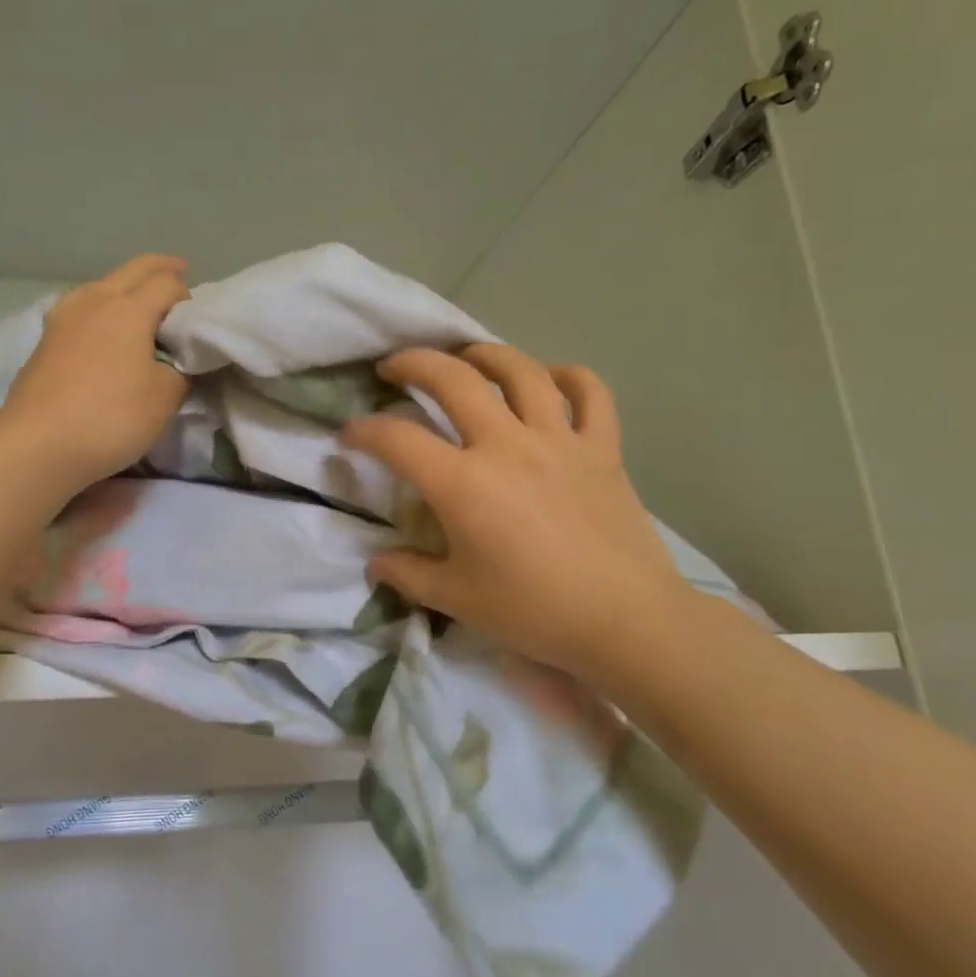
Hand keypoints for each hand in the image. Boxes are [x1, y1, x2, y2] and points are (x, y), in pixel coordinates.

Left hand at [0, 255, 191, 491]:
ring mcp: (64, 318)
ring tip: (139, 302)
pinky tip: (101, 326)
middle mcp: (95, 301)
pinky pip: (81, 308)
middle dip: (159, 269)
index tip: (196, 317)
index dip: (187, 295)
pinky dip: (101, 307)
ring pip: (101, 285)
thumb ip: (179, 372)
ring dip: (125, 285)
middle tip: (179, 272)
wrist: (39, 445)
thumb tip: (175, 363)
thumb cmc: (111, 417)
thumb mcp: (164, 398)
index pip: (166, 284)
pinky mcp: (45, 340)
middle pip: (132, 270)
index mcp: (129, 309)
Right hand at [343, 344, 697, 685]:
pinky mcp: (602, 448)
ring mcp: (559, 440)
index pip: (397, 440)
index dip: (364, 431)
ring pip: (520, 371)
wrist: (626, 622)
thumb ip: (408, 575)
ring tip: (466, 358)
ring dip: (485, 354)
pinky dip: (570, 377)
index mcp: (463, 484)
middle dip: (413, 363)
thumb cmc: (533, 612)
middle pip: (453, 379)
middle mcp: (506, 445)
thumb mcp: (457, 599)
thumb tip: (376, 565)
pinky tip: (552, 380)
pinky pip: (591, 394)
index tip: (350, 435)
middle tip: (394, 368)